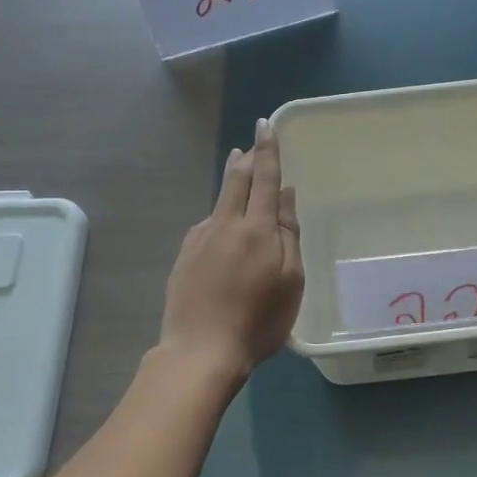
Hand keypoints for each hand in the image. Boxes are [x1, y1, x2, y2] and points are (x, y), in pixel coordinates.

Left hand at [159, 118, 304, 378]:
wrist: (201, 350)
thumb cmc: (258, 320)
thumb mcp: (291, 281)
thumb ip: (289, 234)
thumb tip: (286, 196)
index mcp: (257, 229)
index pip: (264, 179)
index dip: (267, 151)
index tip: (265, 125)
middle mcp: (225, 224)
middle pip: (236, 181)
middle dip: (246, 159)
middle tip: (251, 143)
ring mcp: (200, 239)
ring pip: (219, 201)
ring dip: (231, 182)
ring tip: (239, 171)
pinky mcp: (184, 256)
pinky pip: (207, 225)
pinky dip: (219, 216)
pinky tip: (222, 227)